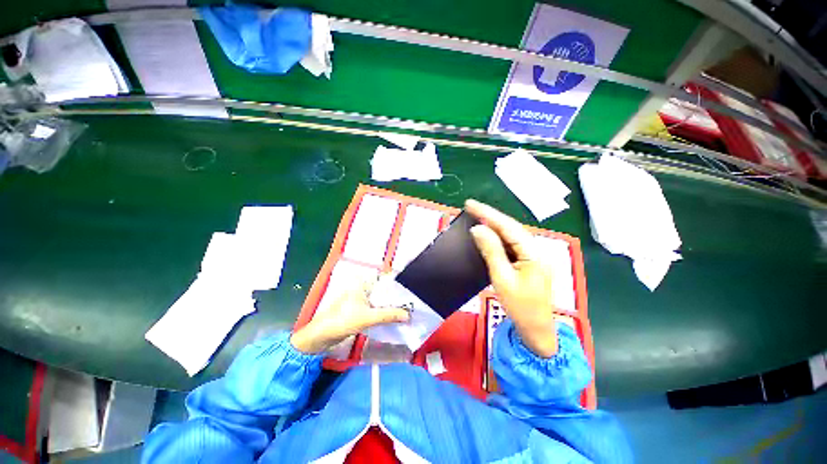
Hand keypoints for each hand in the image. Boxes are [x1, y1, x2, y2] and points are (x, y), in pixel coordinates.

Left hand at [291, 279, 409, 353]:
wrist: (321, 336)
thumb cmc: (342, 320)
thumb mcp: (367, 317)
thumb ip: (388, 315)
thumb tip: (408, 315)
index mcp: (364, 284)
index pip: (385, 279)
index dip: (398, 283)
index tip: (412, 289)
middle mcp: (363, 288)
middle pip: (384, 290)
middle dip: (397, 296)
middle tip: (412, 302)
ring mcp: (361, 299)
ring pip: (381, 300)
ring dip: (391, 306)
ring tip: (407, 309)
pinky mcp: (360, 310)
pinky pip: (376, 308)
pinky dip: (384, 312)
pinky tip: (394, 317)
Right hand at [466, 199, 557, 357]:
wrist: (535, 329)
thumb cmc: (520, 306)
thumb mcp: (502, 278)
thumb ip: (491, 250)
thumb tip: (477, 229)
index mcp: (533, 252)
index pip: (508, 226)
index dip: (488, 214)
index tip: (470, 204)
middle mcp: (535, 249)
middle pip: (511, 227)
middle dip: (490, 216)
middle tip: (470, 207)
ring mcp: (532, 255)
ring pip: (511, 234)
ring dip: (493, 225)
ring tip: (476, 216)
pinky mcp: (527, 261)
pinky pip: (510, 244)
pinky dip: (497, 237)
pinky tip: (487, 234)